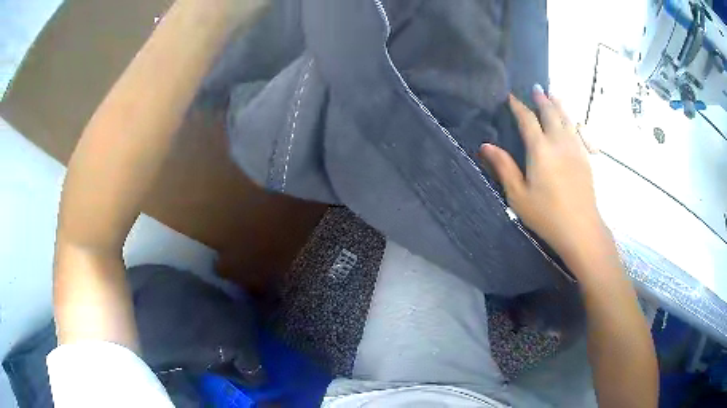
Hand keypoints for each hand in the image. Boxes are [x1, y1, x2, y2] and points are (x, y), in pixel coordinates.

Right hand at [480, 86, 606, 266]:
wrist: (581, 229)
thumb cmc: (546, 214)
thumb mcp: (518, 195)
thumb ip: (504, 167)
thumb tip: (485, 145)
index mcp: (540, 149)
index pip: (527, 120)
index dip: (518, 107)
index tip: (511, 97)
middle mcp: (559, 142)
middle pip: (550, 113)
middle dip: (541, 100)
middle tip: (536, 88)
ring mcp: (575, 149)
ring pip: (566, 119)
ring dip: (558, 105)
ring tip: (553, 94)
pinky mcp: (585, 158)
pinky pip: (578, 132)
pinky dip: (572, 120)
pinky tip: (572, 120)